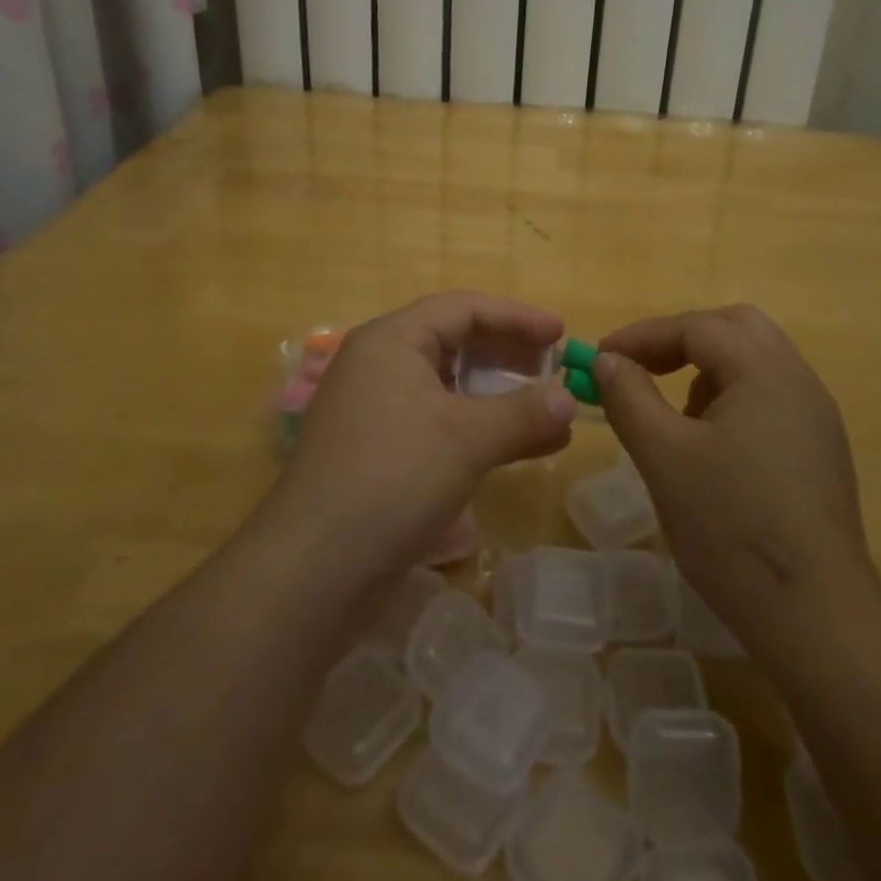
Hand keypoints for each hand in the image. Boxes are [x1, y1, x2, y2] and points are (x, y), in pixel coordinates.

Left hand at [264, 292, 576, 584]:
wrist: (311, 572)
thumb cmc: (392, 479)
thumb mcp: (467, 439)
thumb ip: (524, 414)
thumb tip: (569, 401)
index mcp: (392, 341)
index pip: (463, 309)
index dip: (516, 317)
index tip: (561, 334)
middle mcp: (381, 365)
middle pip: (456, 343)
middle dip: (510, 355)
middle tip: (556, 369)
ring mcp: (378, 411)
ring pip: (451, 387)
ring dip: (502, 397)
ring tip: (551, 411)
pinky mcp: (381, 453)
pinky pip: (441, 423)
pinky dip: (481, 429)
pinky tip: (522, 448)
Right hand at [597, 306, 880, 656]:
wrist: (817, 616)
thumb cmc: (731, 528)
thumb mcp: (663, 457)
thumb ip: (629, 397)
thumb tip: (607, 360)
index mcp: (764, 370)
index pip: (696, 327)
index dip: (642, 336)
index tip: (601, 358)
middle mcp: (798, 379)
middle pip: (735, 328)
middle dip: (682, 340)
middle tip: (643, 368)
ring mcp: (816, 415)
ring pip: (756, 360)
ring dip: (708, 367)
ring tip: (675, 413)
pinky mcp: (820, 448)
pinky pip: (770, 395)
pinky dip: (732, 396)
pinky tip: (711, 445)